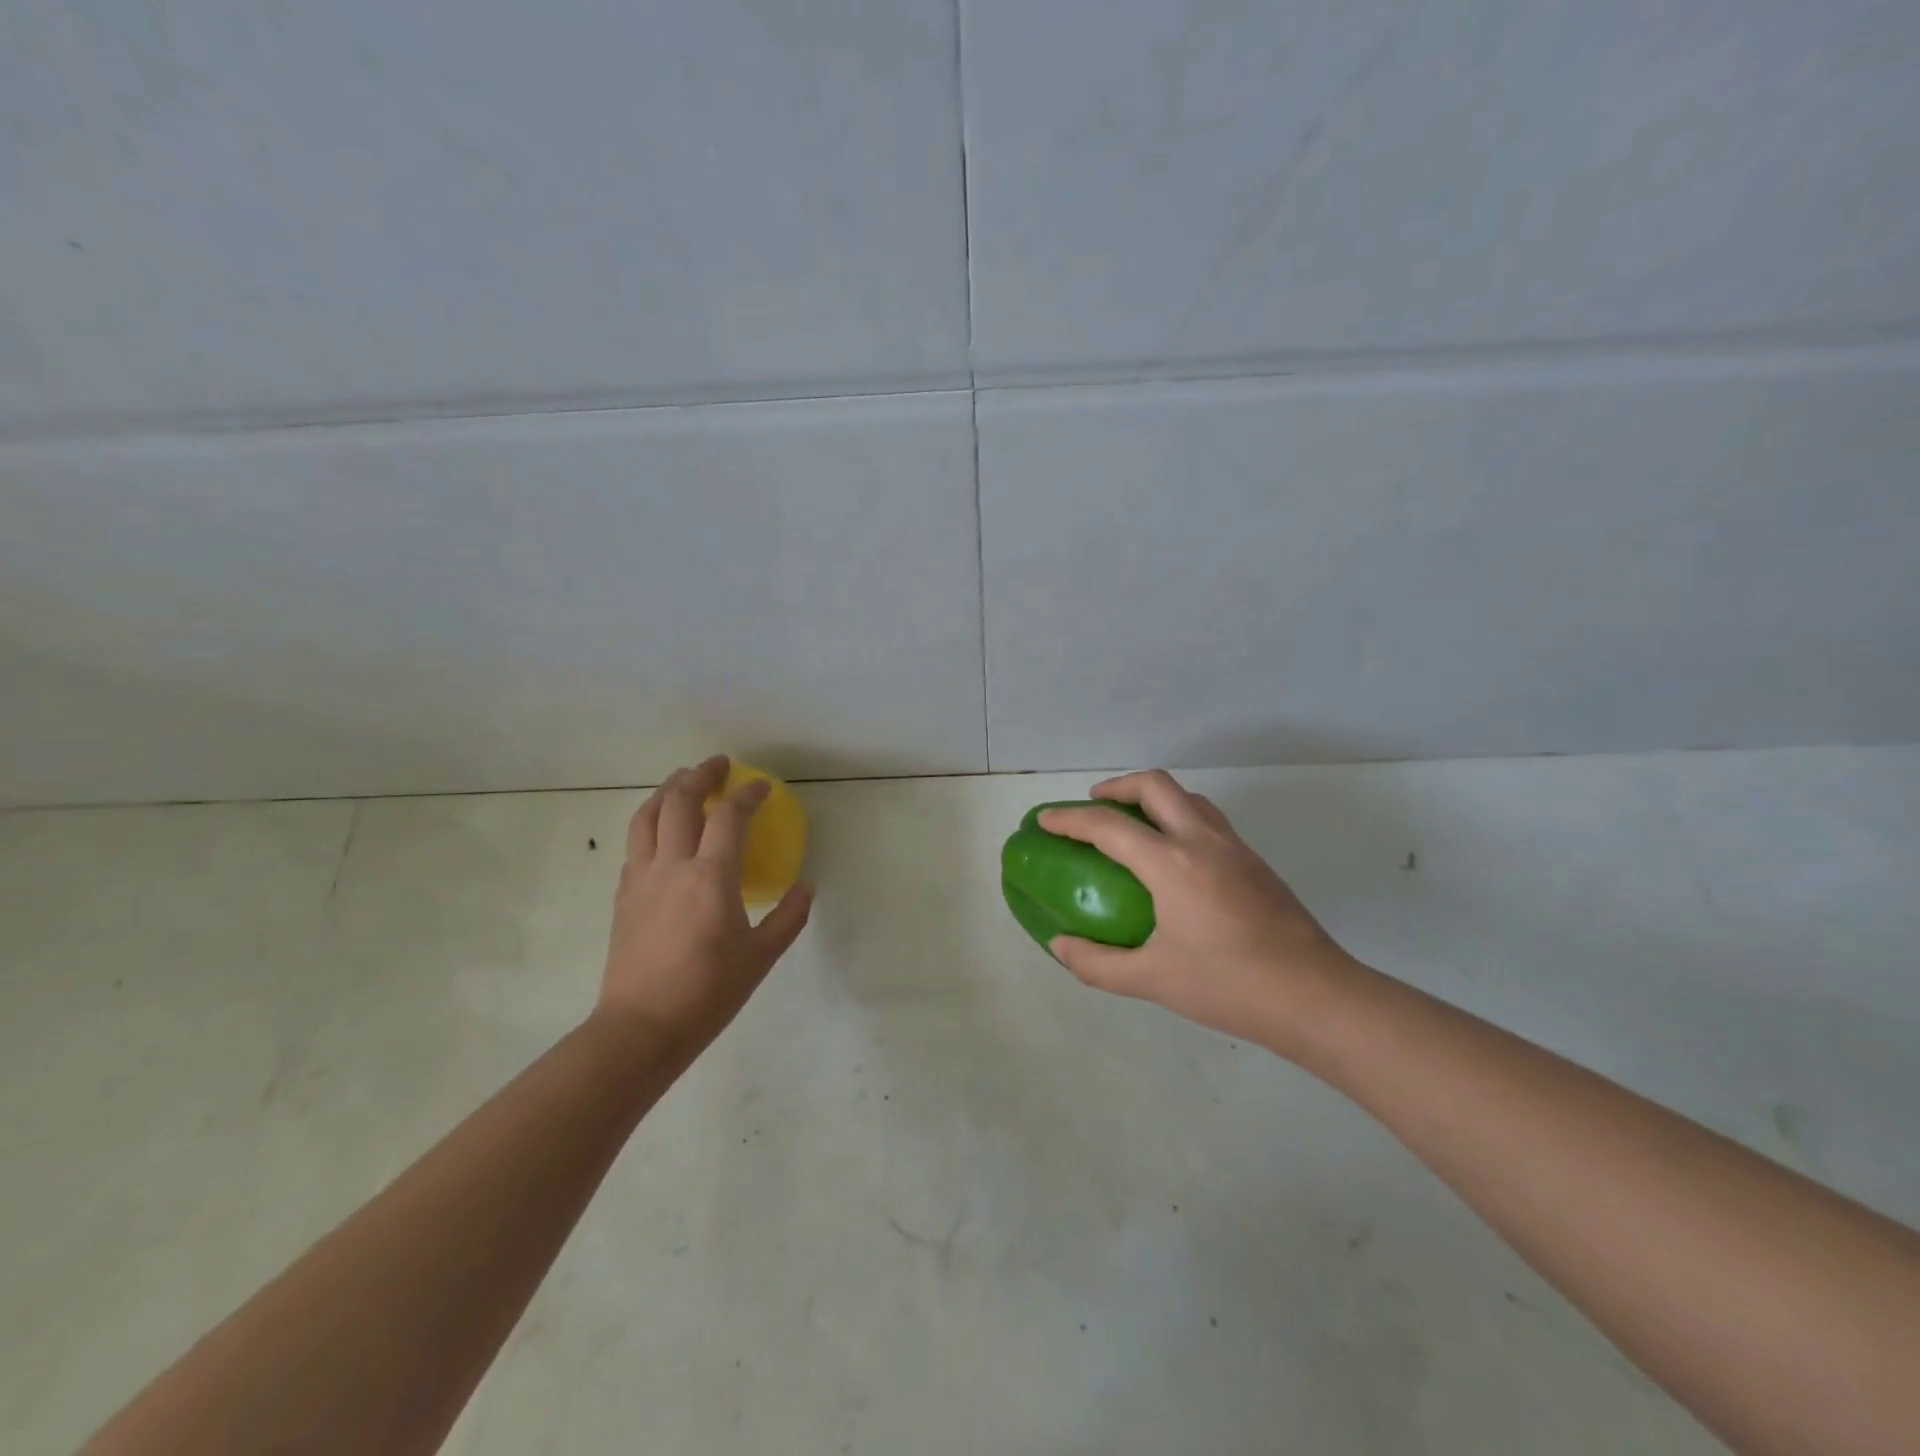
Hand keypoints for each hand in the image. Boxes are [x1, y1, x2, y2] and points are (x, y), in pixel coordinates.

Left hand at [598, 755, 812, 1048]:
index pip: (729, 817)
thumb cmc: (707, 993)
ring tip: (683, 780)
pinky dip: (651, 823)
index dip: (747, 795)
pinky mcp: (623, 895)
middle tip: (719, 765)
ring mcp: (641, 878)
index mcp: (710, 876)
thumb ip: (788, 917)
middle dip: (701, 775)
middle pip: (680, 800)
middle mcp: (672, 865)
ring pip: (647, 815)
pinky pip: (635, 844)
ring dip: (667, 789)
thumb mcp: (761, 957)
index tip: (762, 787)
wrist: (641, 1029)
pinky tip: (662, 832)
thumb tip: (807, 887)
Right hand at [1039, 770, 1360, 1052]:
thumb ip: (1097, 963)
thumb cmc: (1229, 985)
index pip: (1110, 826)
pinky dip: (1179, 817)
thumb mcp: (1153, 980)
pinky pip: (1208, 819)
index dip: (1071, 819)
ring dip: (1153, 797)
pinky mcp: (1255, 862)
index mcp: (1173, 863)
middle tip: (1093, 806)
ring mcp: (1235, 847)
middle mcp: (1204, 841)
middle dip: (1117, 786)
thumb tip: (1060, 946)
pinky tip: (1174, 858)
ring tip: (1132, 824)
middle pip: (1155, 785)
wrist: (1316, 997)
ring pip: (1188, 797)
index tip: (1046, 820)